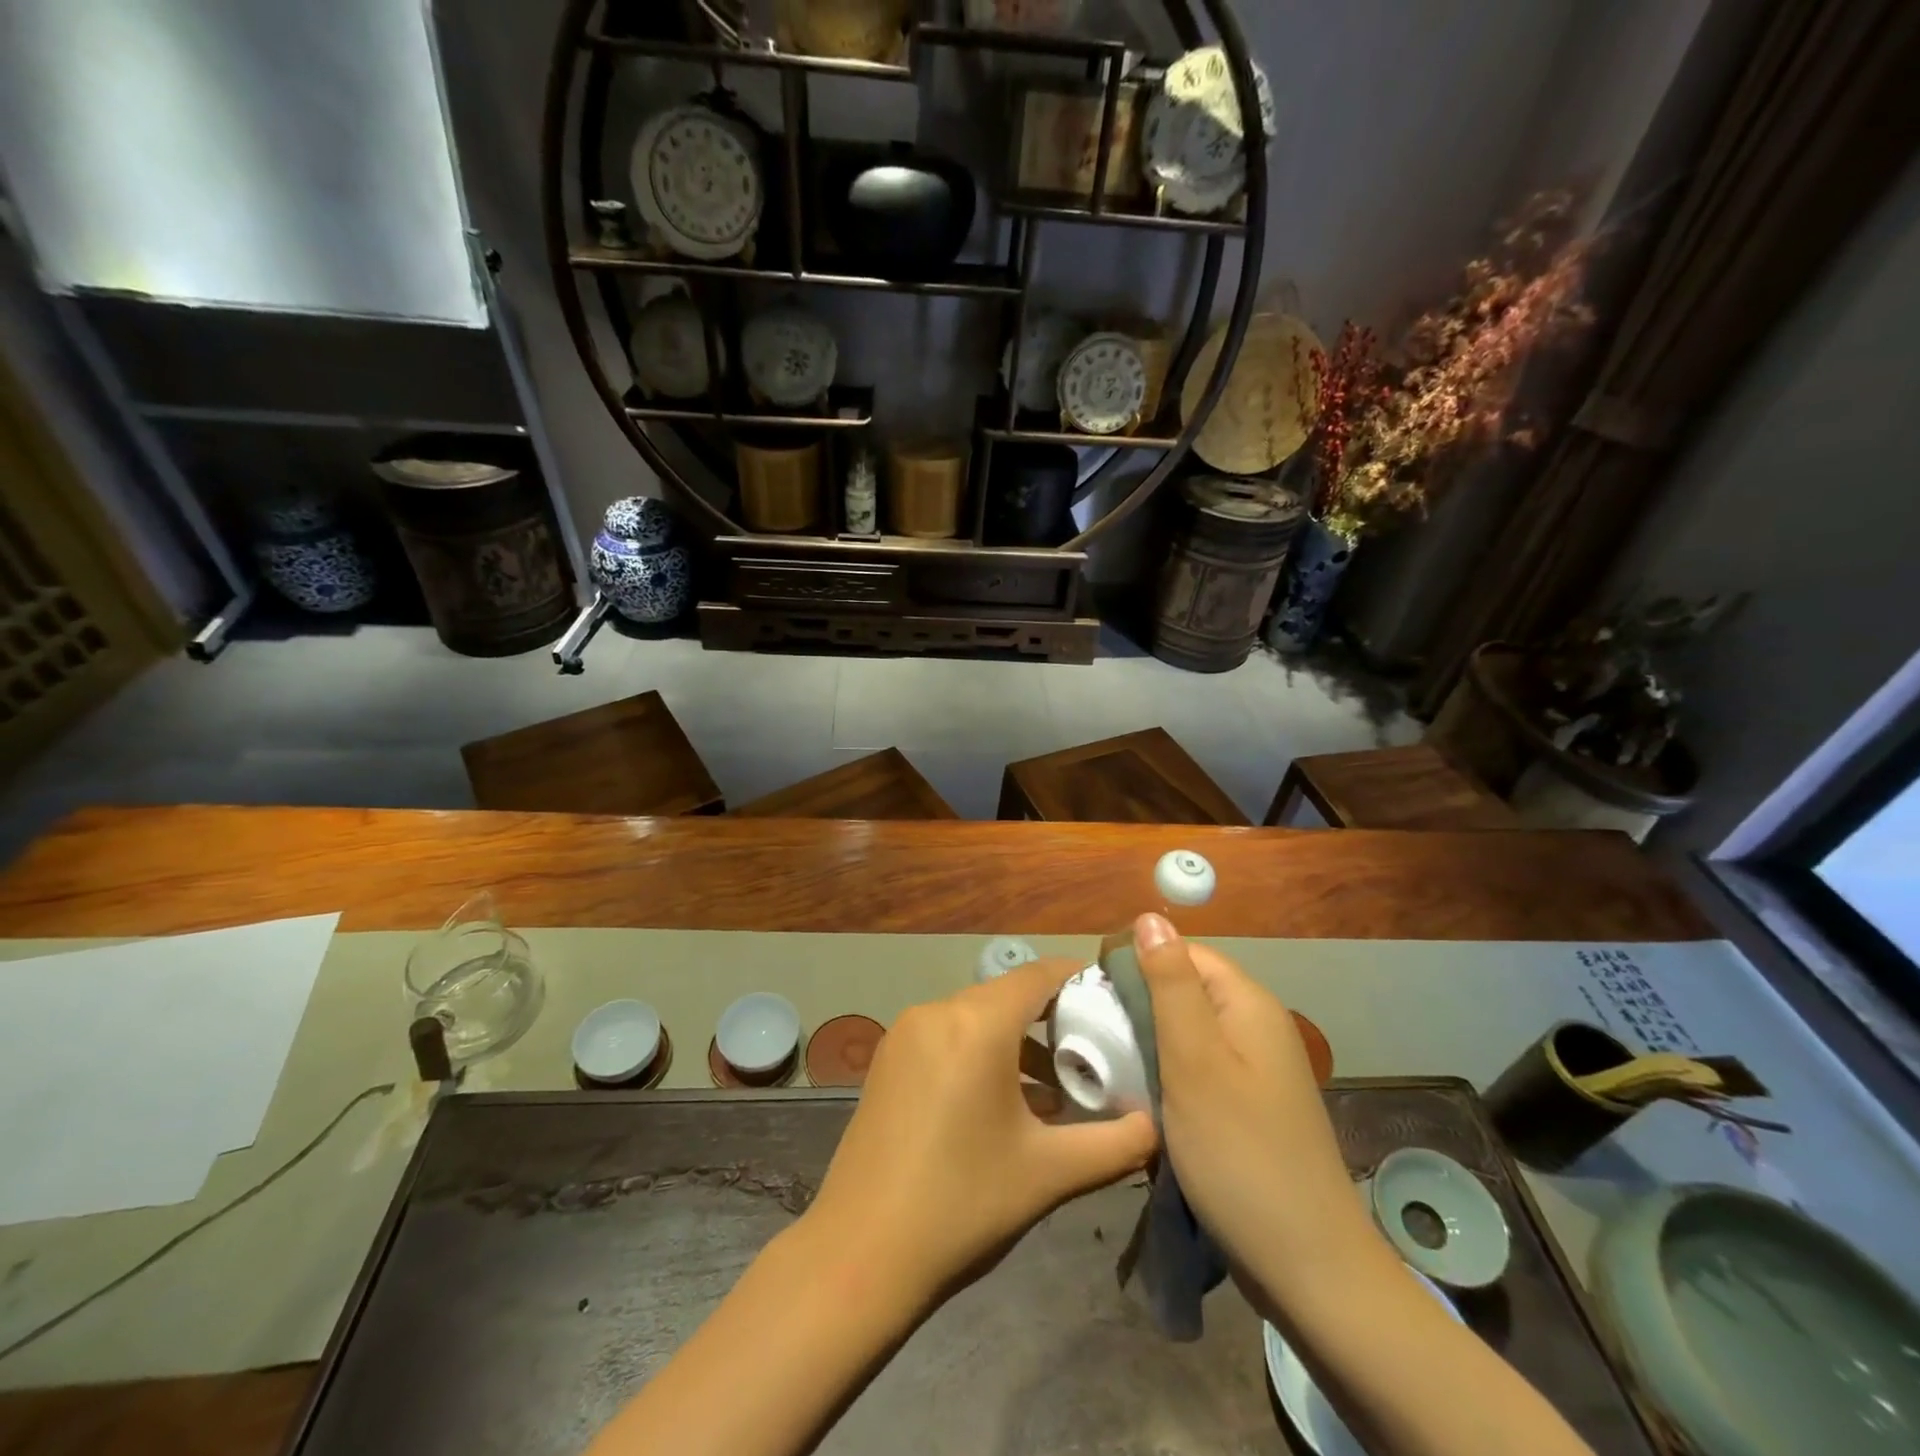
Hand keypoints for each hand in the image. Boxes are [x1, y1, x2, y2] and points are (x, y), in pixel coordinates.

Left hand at [805, 959, 1156, 1307]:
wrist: (859, 1254)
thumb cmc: (962, 1204)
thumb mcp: (1048, 1174)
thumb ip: (1115, 1145)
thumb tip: (1157, 1126)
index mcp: (976, 1024)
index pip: (1039, 975)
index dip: (1079, 979)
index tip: (1115, 1000)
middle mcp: (937, 1011)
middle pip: (1008, 995)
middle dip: (1053, 1017)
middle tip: (1095, 1052)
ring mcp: (906, 1033)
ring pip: (977, 1016)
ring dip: (1017, 1040)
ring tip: (1058, 1086)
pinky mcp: (889, 1058)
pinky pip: (948, 1035)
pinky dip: (982, 1051)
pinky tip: (1005, 1101)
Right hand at [1132, 913, 1373, 1299]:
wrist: (1308, 1267)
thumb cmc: (1240, 1151)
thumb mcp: (1193, 1059)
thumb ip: (1170, 984)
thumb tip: (1150, 916)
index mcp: (1247, 1003)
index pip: (1183, 952)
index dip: (1137, 962)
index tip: (1093, 995)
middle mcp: (1256, 1026)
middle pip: (1184, 991)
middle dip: (1138, 1006)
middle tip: (1094, 1036)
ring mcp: (1256, 1070)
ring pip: (1187, 1033)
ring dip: (1148, 1043)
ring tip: (1109, 1066)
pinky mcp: (1248, 1107)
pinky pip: (1198, 1069)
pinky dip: (1166, 1075)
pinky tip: (1142, 1099)